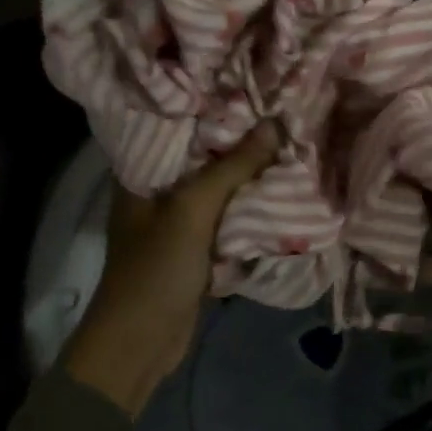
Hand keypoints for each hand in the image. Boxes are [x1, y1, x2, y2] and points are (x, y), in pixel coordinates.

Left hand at [59, 122, 279, 417]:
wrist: (141, 344)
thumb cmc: (156, 268)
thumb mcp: (193, 210)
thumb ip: (233, 167)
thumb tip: (275, 123)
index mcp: (142, 171)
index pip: (180, 124)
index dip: (214, 105)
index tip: (253, 86)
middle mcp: (158, 189)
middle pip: (205, 155)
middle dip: (242, 140)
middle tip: (283, 112)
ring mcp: (179, 219)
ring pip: (220, 186)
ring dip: (250, 173)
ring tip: (289, 140)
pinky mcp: (197, 245)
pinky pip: (228, 215)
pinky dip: (250, 204)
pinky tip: (281, 186)